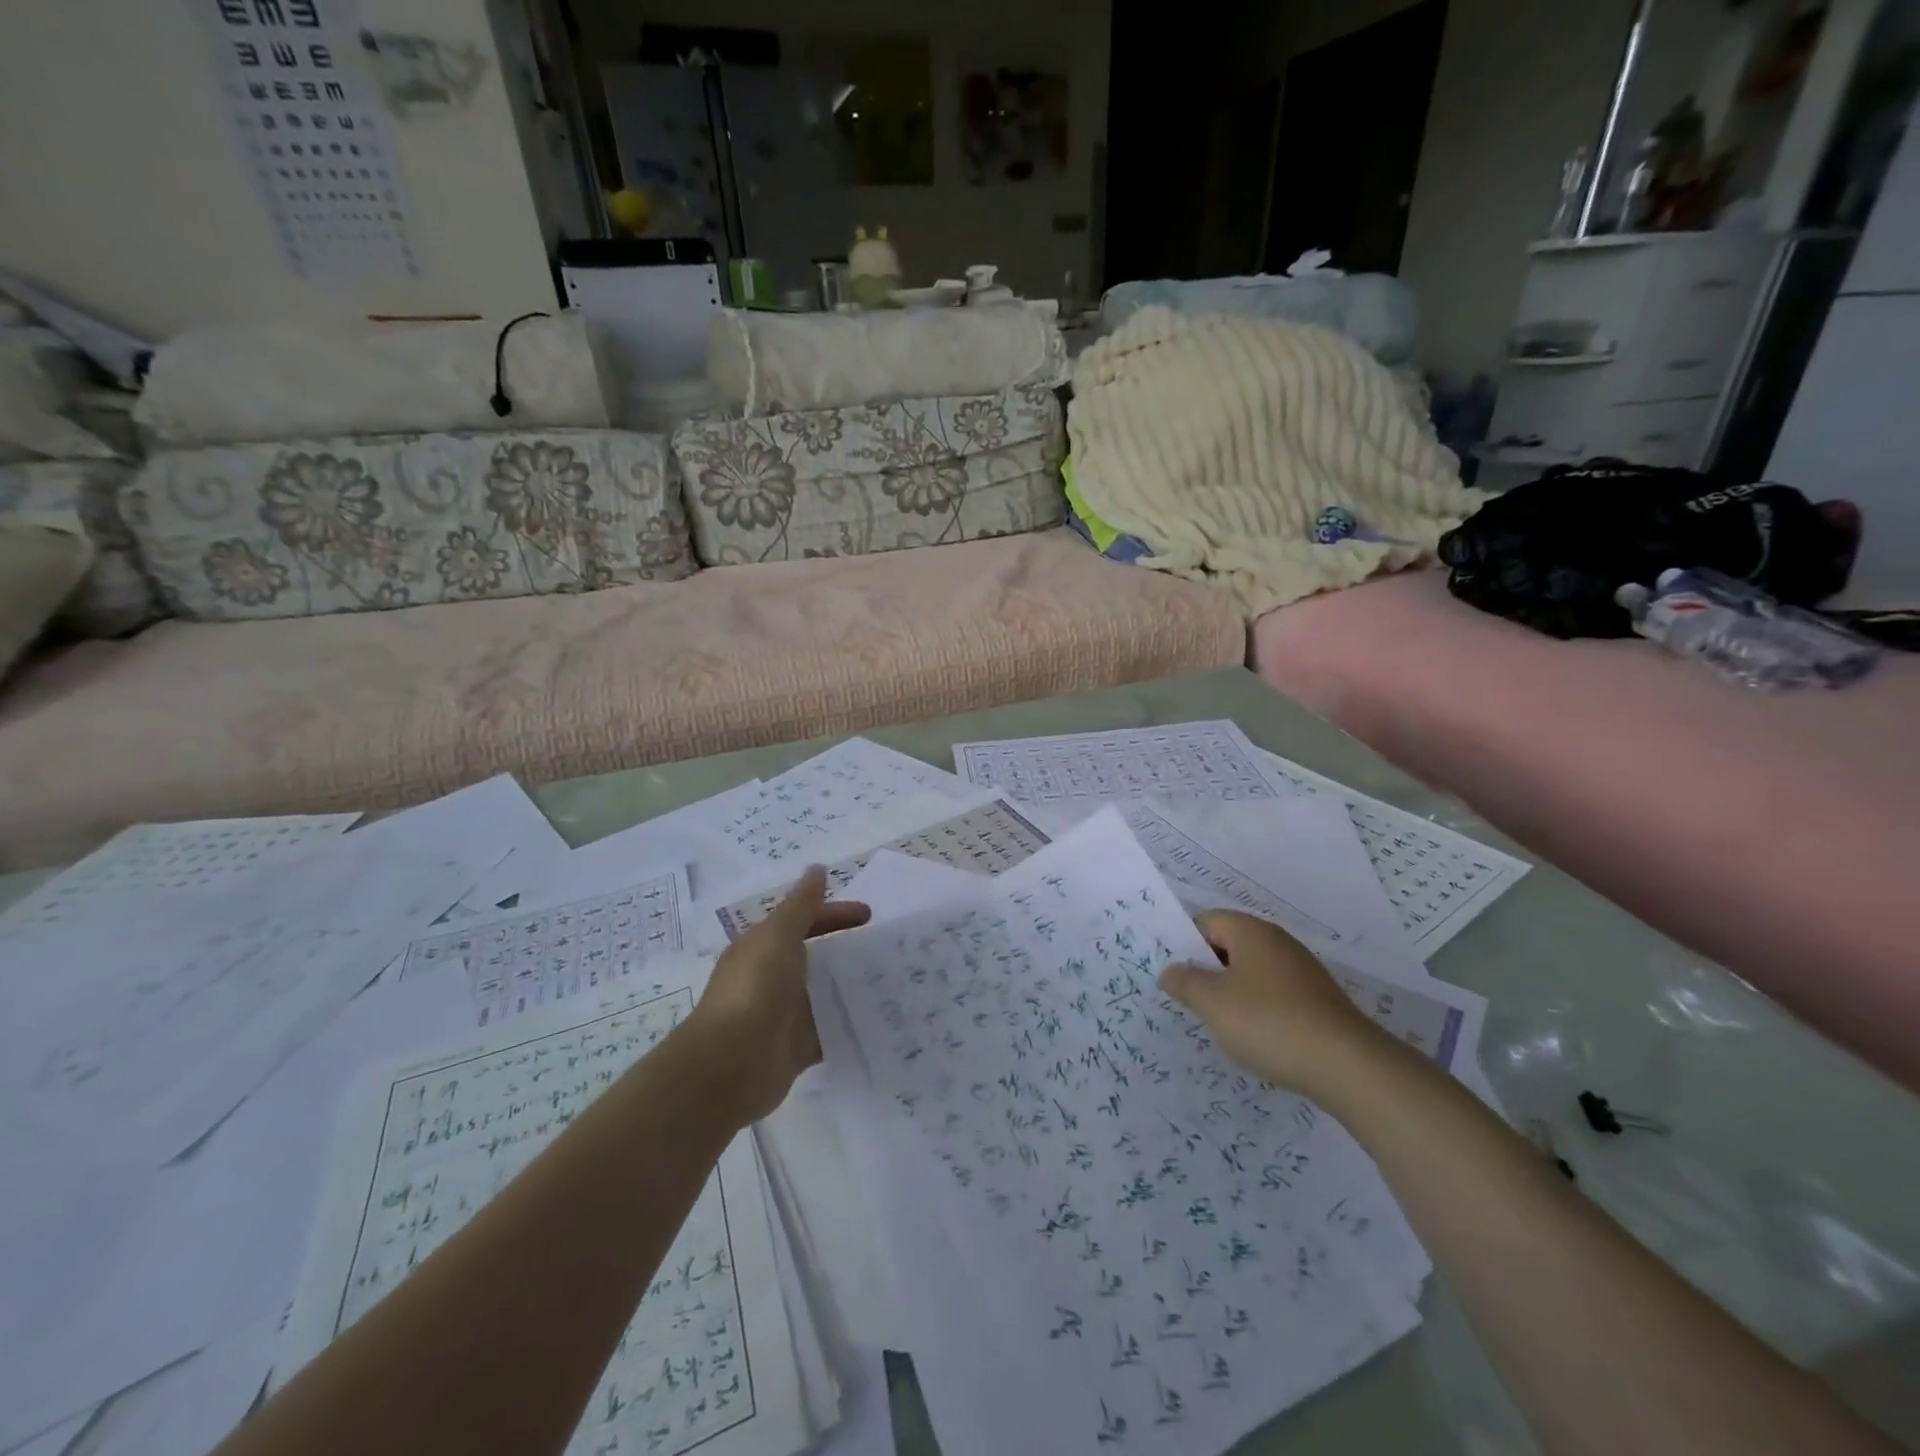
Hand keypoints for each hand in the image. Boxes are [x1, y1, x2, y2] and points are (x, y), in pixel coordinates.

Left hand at [687, 866, 870, 1124]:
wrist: (730, 1065)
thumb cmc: (755, 989)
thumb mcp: (779, 936)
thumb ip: (802, 905)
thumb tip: (817, 868)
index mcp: (763, 947)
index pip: (804, 920)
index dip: (835, 913)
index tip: (870, 915)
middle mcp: (772, 977)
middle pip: (815, 955)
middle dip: (846, 948)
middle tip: (886, 948)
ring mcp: (784, 1014)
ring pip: (823, 994)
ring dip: (850, 986)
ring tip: (891, 981)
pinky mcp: (796, 1048)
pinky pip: (828, 1031)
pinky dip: (849, 1024)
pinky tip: (878, 1018)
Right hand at [1159, 911, 1382, 1098]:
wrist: (1347, 1066)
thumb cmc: (1268, 1022)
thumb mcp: (1212, 1003)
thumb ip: (1184, 982)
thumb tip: (1170, 971)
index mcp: (1250, 931)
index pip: (1205, 922)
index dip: (1184, 945)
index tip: (1172, 976)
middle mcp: (1277, 941)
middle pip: (1228, 945)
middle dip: (1206, 971)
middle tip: (1189, 1001)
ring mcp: (1301, 970)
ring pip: (1251, 972)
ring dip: (1231, 993)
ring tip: (1219, 1024)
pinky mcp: (1317, 999)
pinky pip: (1273, 993)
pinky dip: (1258, 1009)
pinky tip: (1255, 1037)